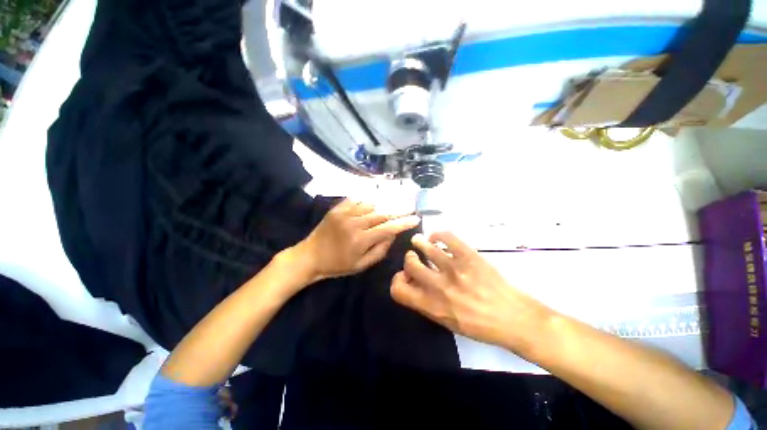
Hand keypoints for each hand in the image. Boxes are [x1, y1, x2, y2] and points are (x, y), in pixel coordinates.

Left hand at [293, 199, 420, 282]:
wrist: (310, 256)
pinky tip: (372, 204)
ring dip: (382, 207)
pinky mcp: (337, 208)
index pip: (388, 227)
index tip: (416, 218)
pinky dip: (367, 201)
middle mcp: (354, 223)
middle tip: (408, 209)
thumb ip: (380, 250)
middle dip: (397, 212)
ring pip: (370, 205)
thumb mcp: (361, 265)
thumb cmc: (337, 265)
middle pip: (381, 214)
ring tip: (389, 210)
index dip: (403, 222)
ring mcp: (344, 213)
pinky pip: (356, 200)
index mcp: (360, 240)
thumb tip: (392, 234)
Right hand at [390, 232, 552, 354]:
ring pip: (425, 247)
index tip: (405, 276)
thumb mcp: (447, 322)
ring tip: (419, 241)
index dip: (397, 280)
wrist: (514, 319)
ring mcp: (454, 269)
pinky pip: (446, 237)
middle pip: (410, 264)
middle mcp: (439, 287)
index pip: (398, 290)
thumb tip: (414, 284)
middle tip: (414, 256)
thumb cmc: (480, 326)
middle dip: (409, 259)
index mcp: (432, 306)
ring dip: (418, 242)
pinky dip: (437, 234)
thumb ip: (427, 304)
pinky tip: (436, 238)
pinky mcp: (468, 256)